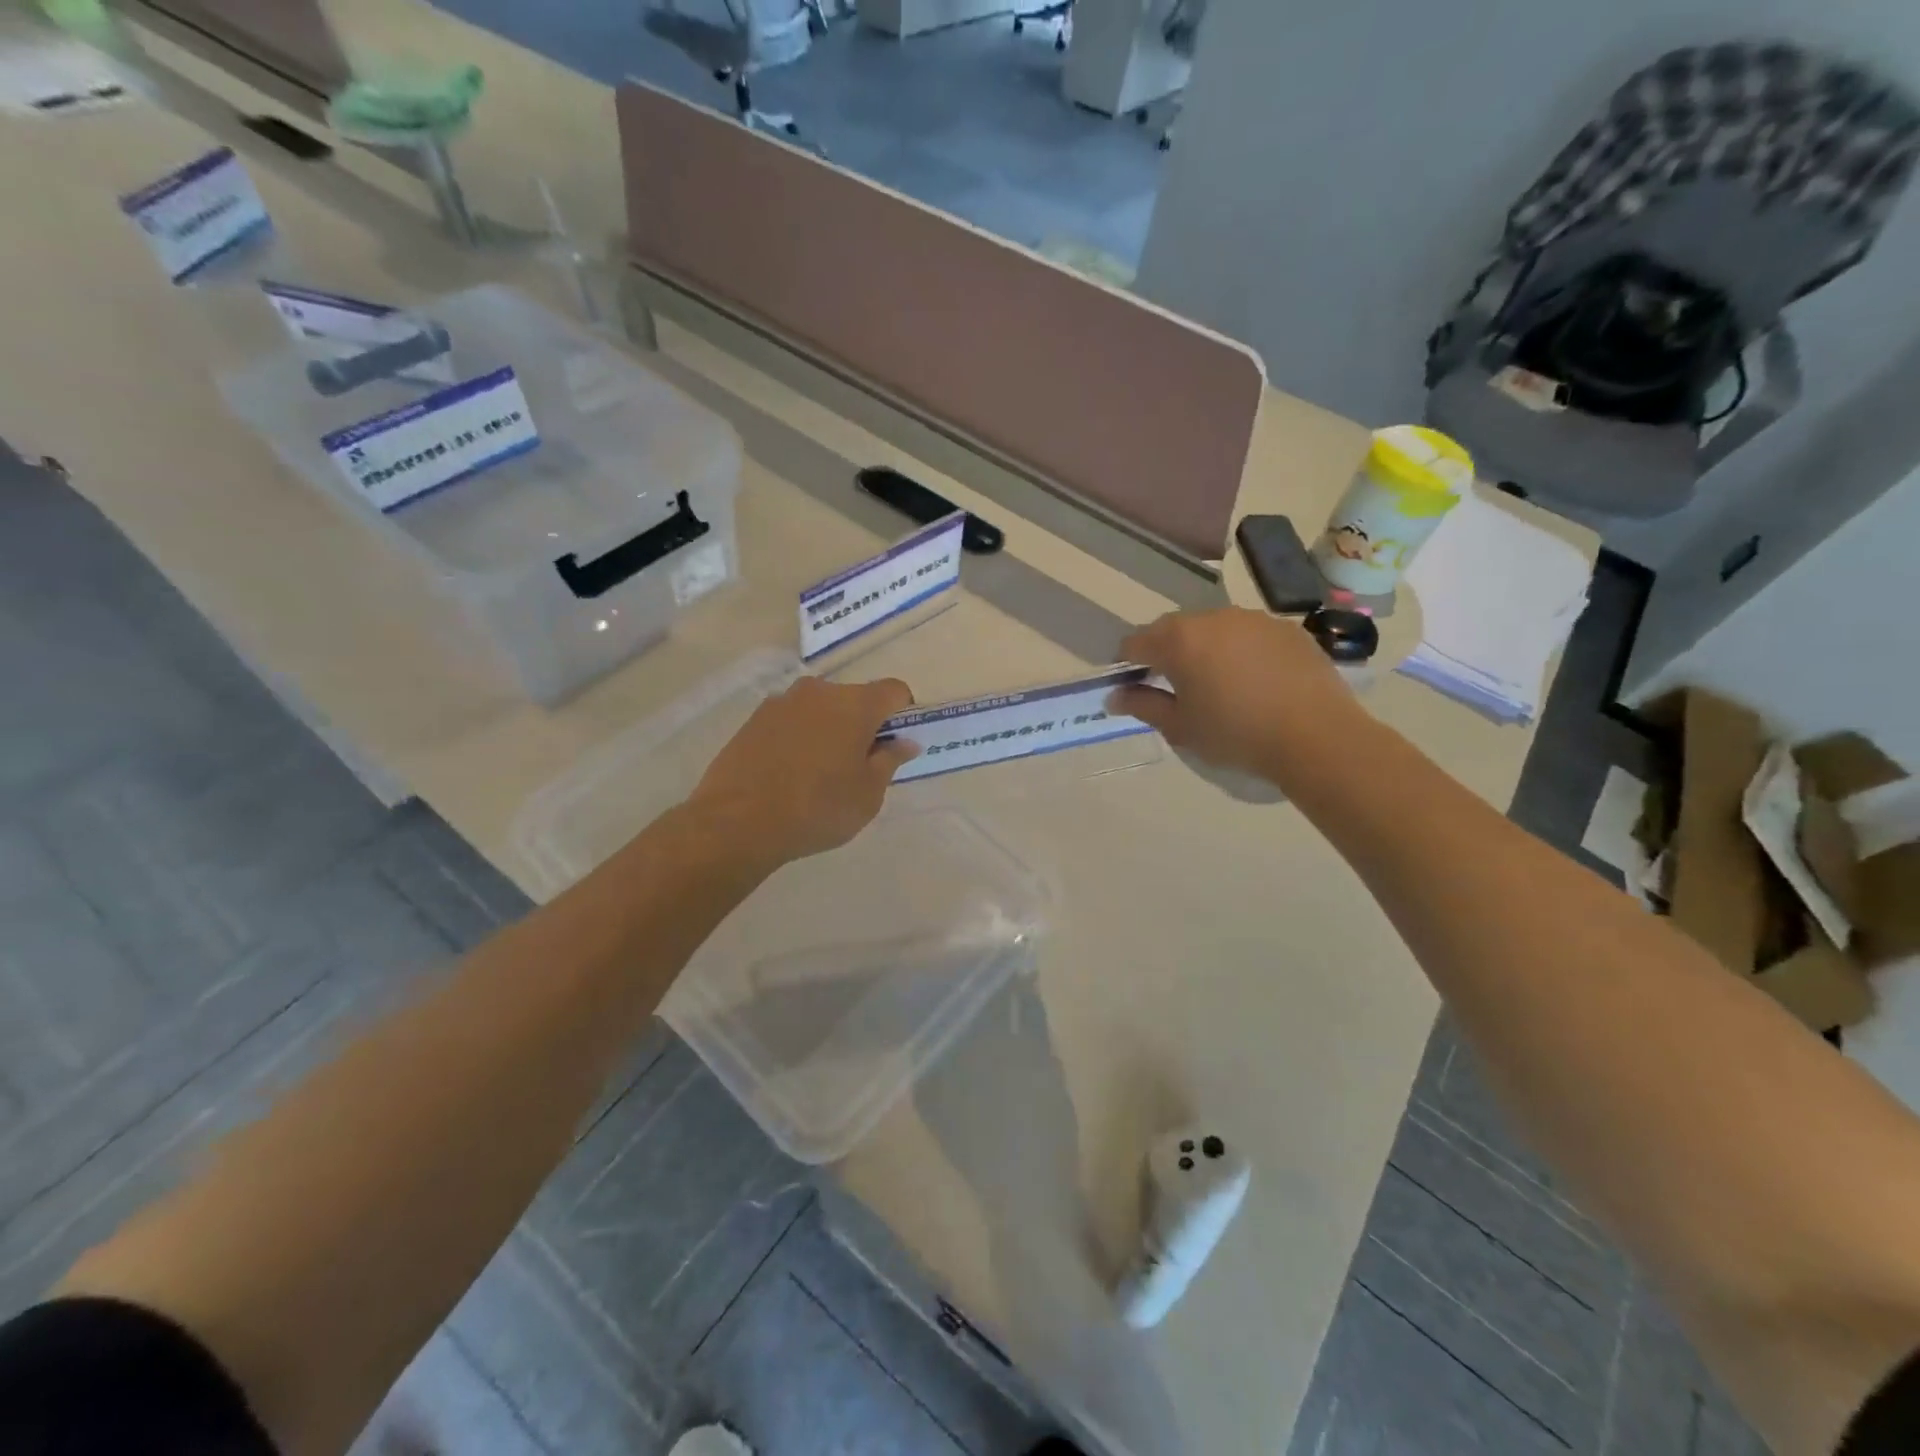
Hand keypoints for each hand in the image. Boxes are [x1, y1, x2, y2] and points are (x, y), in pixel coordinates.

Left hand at [689, 676, 917, 866]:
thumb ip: (890, 761)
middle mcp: (819, 692)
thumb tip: (905, 742)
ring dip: (828, 730)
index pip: (894, 690)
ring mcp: (781, 702)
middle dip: (862, 724)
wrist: (737, 822)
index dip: (902, 713)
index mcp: (855, 705)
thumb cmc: (817, 808)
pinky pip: (790, 721)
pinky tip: (789, 773)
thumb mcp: (867, 794)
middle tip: (857, 765)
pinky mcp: (753, 719)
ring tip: (818, 772)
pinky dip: (798, 737)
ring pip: (819, 709)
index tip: (895, 743)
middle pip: (854, 699)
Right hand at [1110, 609, 1366, 785]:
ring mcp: (1253, 619)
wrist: (1316, 736)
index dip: (1126, 665)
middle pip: (1173, 630)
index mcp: (1178, 640)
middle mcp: (1212, 618)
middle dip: (1165, 654)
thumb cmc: (1235, 734)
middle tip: (1173, 689)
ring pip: (1213, 630)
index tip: (1132, 688)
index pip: (1135, 643)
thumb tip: (1115, 696)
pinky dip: (1240, 652)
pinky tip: (1254, 683)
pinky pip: (1248, 636)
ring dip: (1204, 650)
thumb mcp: (1180, 728)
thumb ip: (1142, 706)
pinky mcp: (1286, 628)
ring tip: (1217, 685)